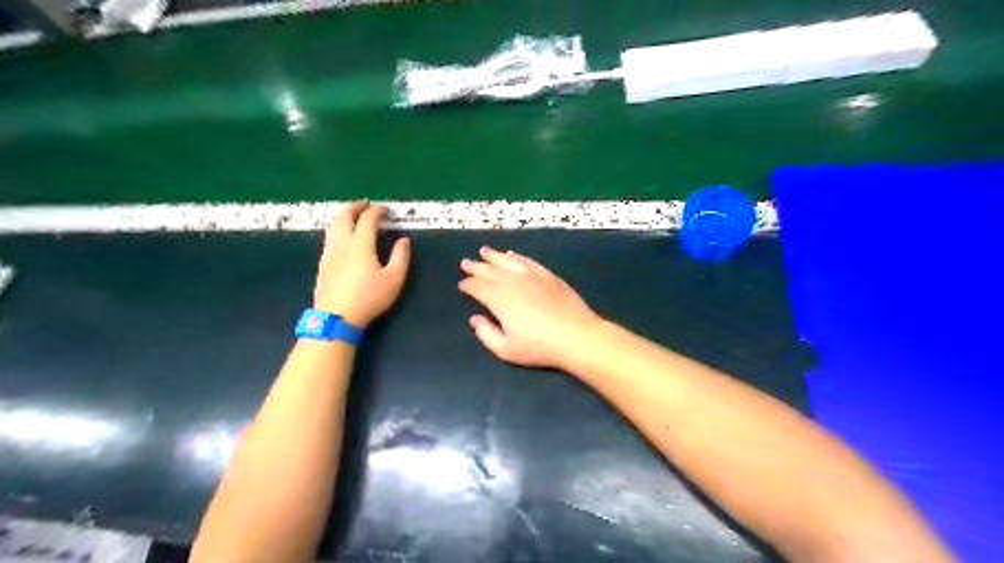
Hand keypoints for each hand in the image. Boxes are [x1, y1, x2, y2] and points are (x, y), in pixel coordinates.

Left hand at [313, 201, 409, 323]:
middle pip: (344, 216)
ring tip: (353, 215)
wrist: (336, 316)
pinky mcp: (323, 262)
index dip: (377, 211)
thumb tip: (403, 241)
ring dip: (344, 215)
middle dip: (355, 207)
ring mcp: (330, 252)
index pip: (368, 219)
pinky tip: (343, 236)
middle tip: (366, 204)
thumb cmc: (369, 297)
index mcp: (361, 244)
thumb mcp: (394, 279)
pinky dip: (338, 227)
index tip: (385, 209)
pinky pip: (329, 236)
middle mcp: (342, 243)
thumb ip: (401, 257)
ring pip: (333, 225)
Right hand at [458, 246, 599, 368]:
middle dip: (476, 266)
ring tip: (484, 251)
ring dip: (493, 256)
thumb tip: (475, 318)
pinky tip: (512, 254)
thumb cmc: (539, 346)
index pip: (478, 287)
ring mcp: (531, 275)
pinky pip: (527, 261)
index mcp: (499, 299)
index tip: (462, 284)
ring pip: (507, 261)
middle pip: (490, 270)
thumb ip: (486, 334)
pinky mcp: (547, 275)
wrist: (576, 335)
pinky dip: (517, 256)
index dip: (468, 285)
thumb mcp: (506, 350)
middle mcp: (512, 282)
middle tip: (466, 262)